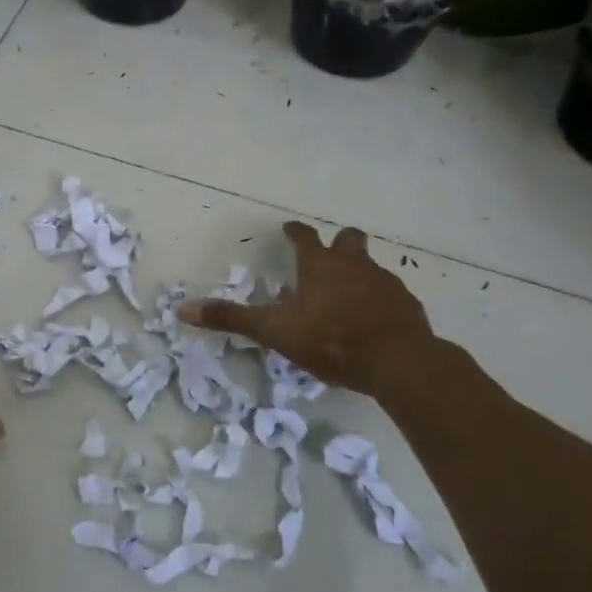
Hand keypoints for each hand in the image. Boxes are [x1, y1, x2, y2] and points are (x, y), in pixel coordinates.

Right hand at [179, 222, 436, 396]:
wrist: (400, 362)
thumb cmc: (332, 339)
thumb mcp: (275, 331)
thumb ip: (231, 319)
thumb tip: (183, 309)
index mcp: (320, 265)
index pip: (304, 237)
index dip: (294, 232)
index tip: (289, 229)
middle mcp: (354, 266)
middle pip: (348, 240)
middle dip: (338, 242)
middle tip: (327, 254)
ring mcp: (386, 284)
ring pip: (371, 268)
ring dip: (358, 274)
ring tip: (346, 297)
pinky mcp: (408, 306)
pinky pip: (390, 295)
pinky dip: (378, 302)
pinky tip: (372, 322)